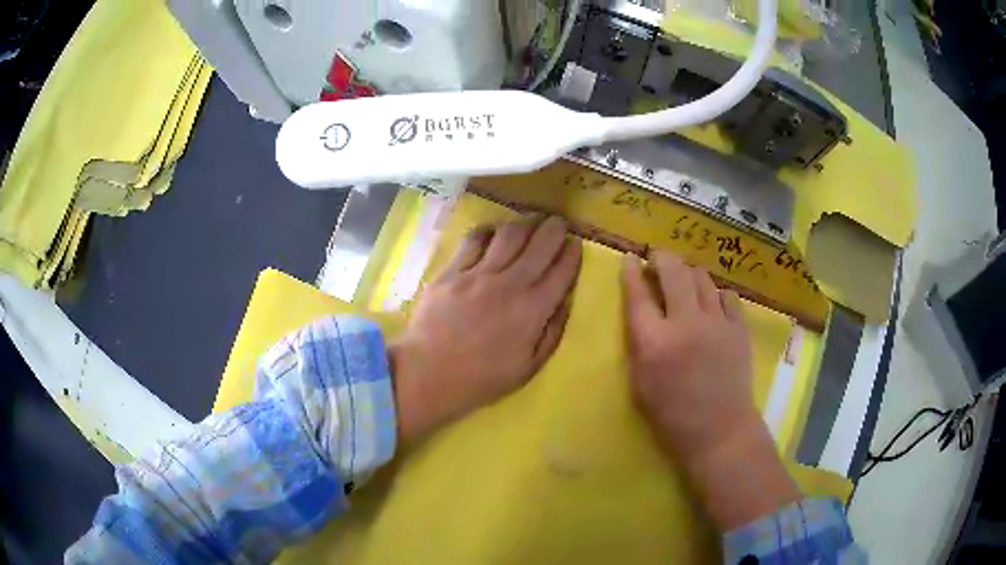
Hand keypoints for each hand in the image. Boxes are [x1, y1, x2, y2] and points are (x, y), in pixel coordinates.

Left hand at [390, 216, 581, 441]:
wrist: (427, 374)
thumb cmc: (480, 378)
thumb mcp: (528, 368)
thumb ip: (551, 333)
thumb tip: (564, 302)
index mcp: (532, 310)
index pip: (561, 271)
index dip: (572, 253)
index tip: (575, 244)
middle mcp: (510, 284)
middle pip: (540, 244)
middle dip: (554, 229)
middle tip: (558, 223)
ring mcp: (478, 274)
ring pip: (509, 234)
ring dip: (525, 224)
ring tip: (529, 223)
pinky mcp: (452, 271)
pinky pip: (474, 240)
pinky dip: (488, 231)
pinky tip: (492, 232)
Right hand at [622, 250, 755, 465]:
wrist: (719, 430)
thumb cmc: (671, 414)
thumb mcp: (640, 383)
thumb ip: (638, 343)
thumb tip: (642, 311)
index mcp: (655, 342)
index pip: (638, 294)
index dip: (630, 272)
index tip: (629, 259)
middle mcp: (686, 323)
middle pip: (673, 271)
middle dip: (661, 257)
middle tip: (657, 259)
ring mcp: (717, 322)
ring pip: (702, 277)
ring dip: (688, 273)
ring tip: (684, 280)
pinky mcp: (739, 327)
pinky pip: (727, 295)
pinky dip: (715, 294)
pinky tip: (712, 303)